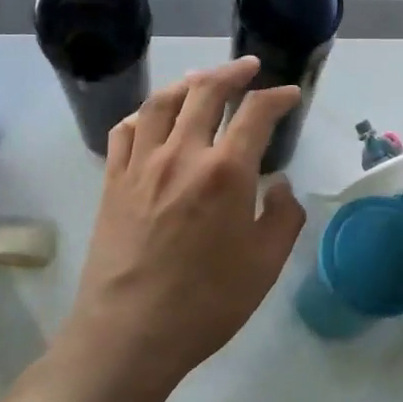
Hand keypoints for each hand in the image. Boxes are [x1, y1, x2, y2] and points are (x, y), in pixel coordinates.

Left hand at [57, 57, 306, 395]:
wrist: (129, 333)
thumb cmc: (206, 302)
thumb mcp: (266, 264)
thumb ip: (283, 217)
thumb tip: (281, 187)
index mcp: (225, 172)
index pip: (256, 114)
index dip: (278, 97)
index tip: (290, 95)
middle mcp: (181, 154)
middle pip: (205, 92)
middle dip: (232, 73)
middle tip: (249, 68)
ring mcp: (141, 165)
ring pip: (161, 103)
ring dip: (187, 83)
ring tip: (202, 80)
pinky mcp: (112, 182)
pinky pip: (125, 131)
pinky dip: (143, 114)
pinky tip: (152, 118)